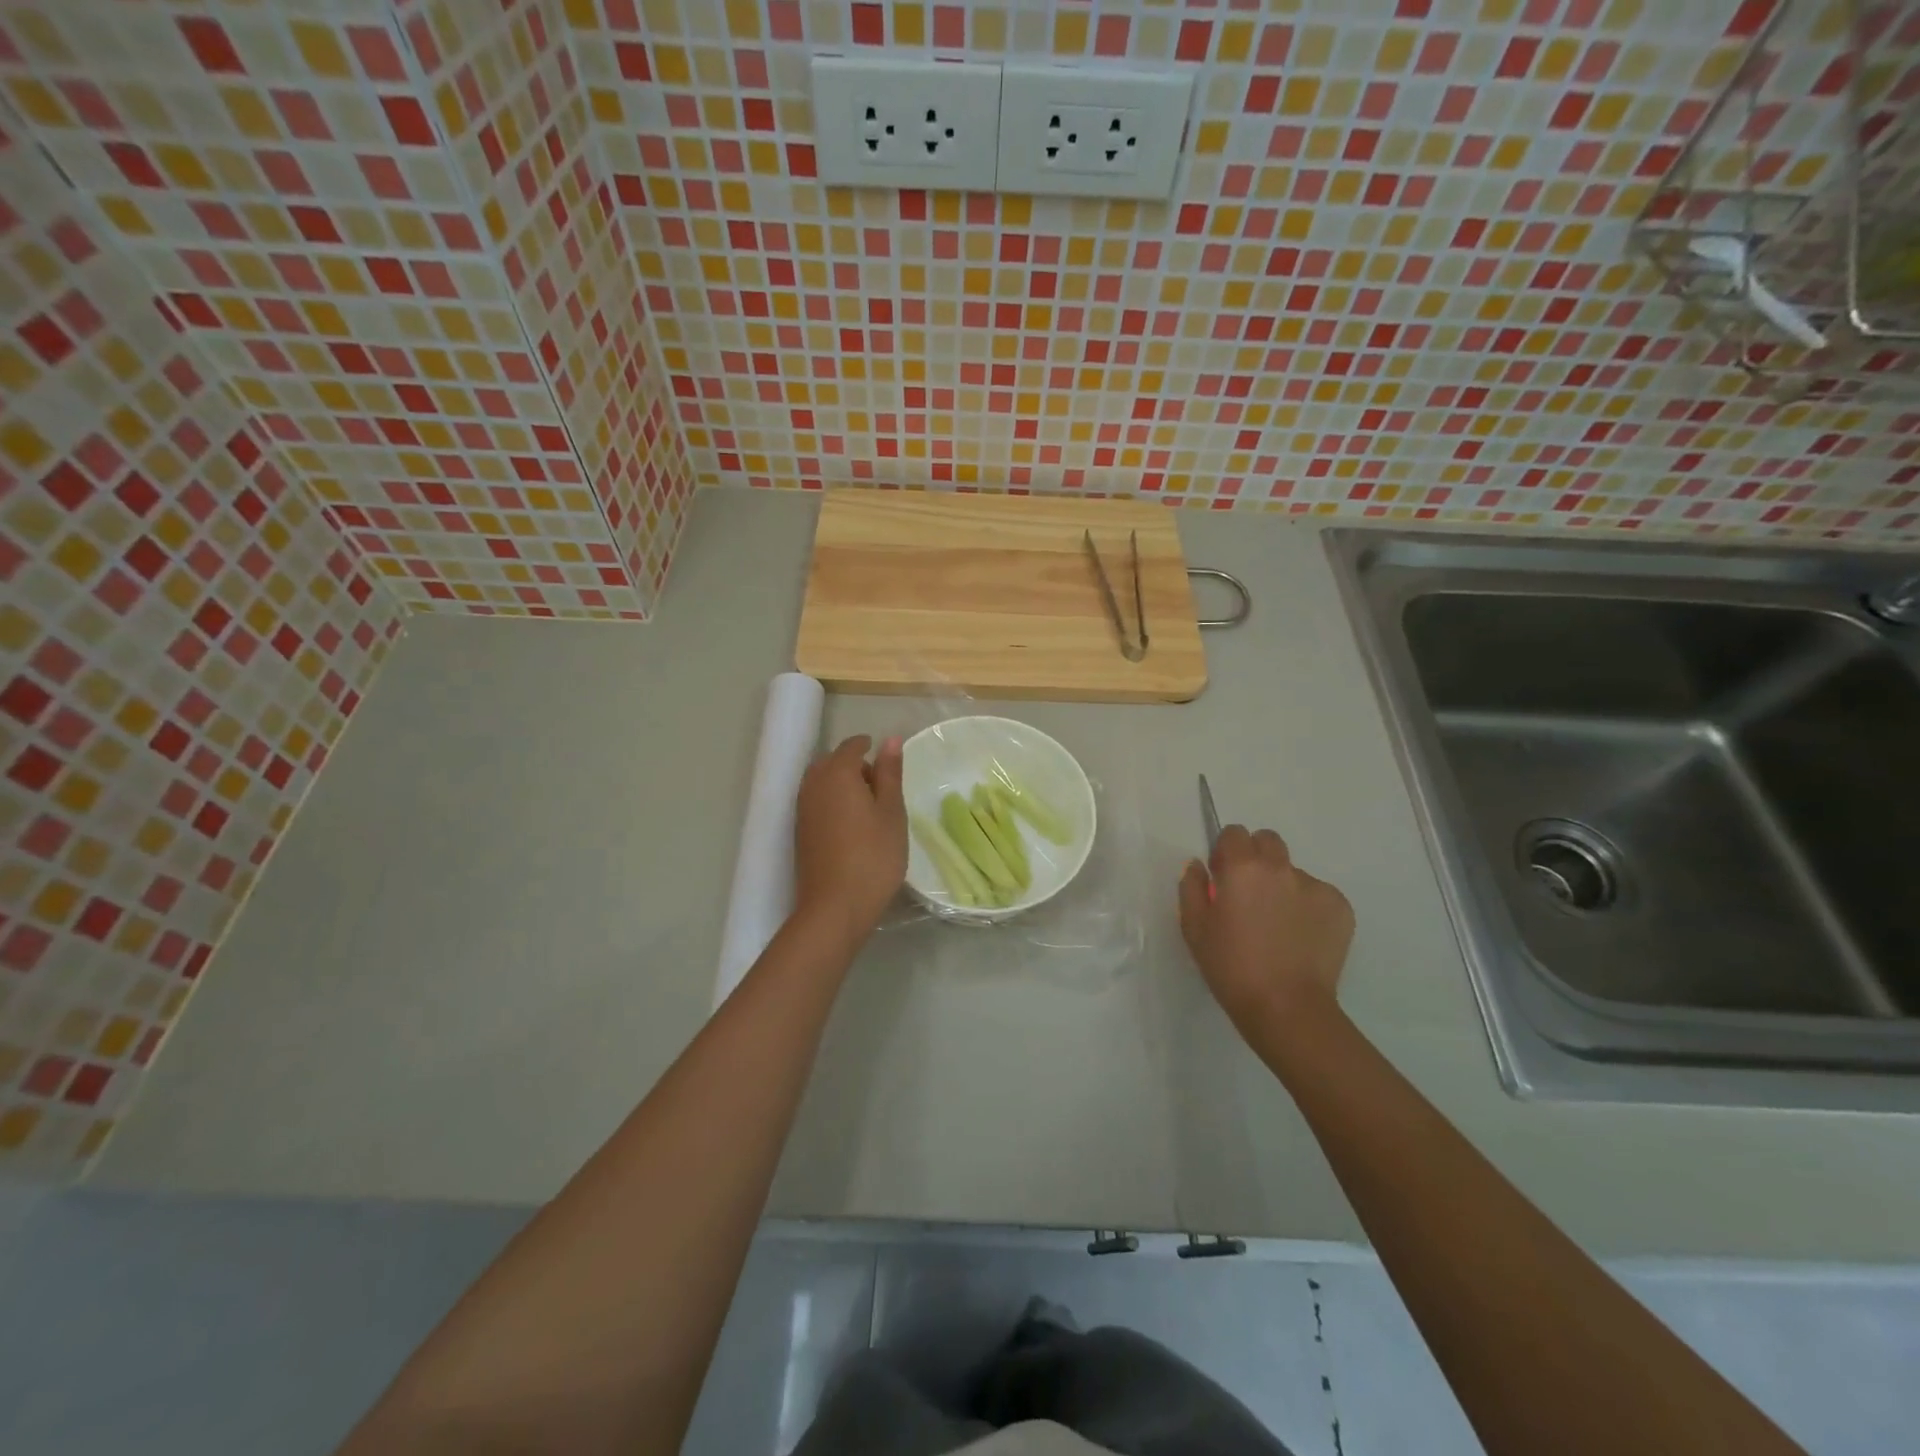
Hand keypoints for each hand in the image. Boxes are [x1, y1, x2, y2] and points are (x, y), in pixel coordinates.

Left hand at [794, 734, 906, 941]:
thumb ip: (889, 773)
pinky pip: (816, 802)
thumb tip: (889, 739)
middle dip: (853, 765)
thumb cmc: (873, 856)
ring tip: (868, 807)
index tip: (886, 758)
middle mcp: (813, 785)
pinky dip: (832, 802)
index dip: (868, 746)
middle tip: (880, 785)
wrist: (834, 907)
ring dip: (841, 784)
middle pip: (831, 762)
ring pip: (821, 782)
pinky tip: (851, 825)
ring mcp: (802, 809)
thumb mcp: (892, 812)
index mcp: (837, 774)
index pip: (851, 747)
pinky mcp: (800, 832)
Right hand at [1179, 825, 1354, 1039]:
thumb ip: (1191, 887)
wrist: (1287, 1008)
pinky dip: (1307, 908)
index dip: (1226, 852)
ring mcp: (1315, 886)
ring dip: (1282, 886)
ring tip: (1278, 926)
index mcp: (1242, 867)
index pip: (1234, 833)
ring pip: (1293, 872)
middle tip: (1249, 893)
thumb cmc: (1231, 967)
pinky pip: (1318, 895)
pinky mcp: (1341, 908)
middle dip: (1256, 857)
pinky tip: (1300, 938)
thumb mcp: (1194, 928)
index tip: (1223, 878)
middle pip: (1268, 841)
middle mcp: (1281, 867)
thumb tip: (1198, 866)